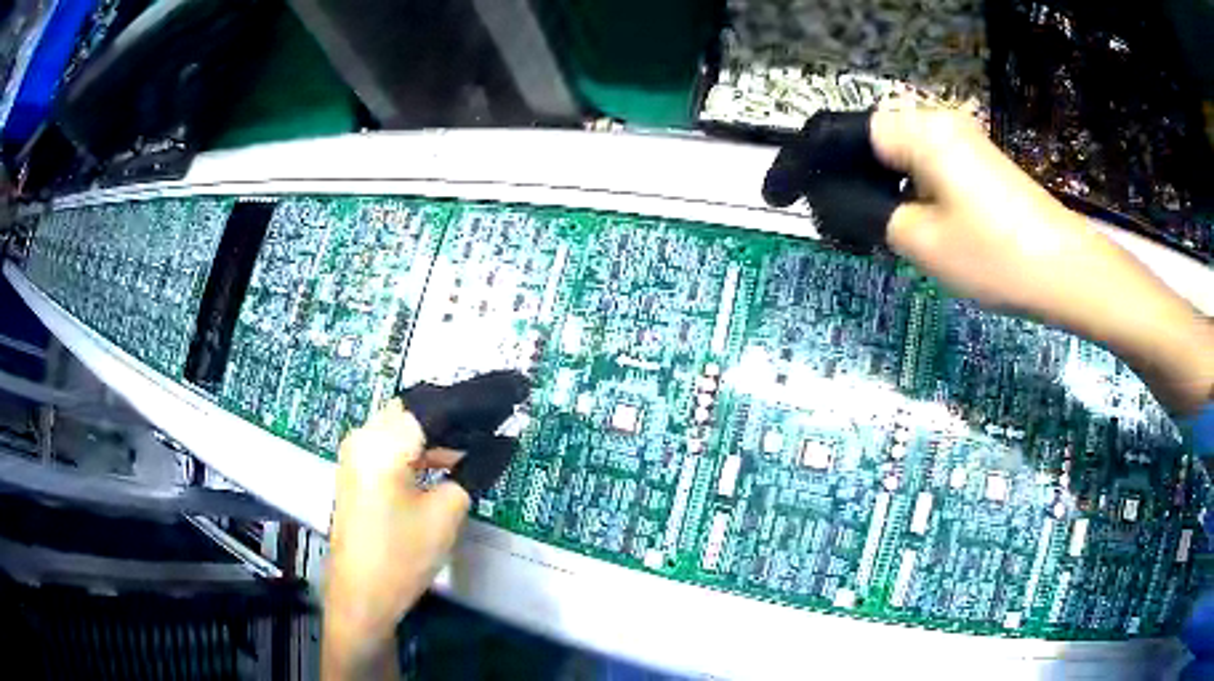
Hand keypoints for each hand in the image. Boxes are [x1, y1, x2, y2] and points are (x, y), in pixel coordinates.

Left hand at [322, 371, 530, 679]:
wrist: (361, 595)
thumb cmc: (402, 556)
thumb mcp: (446, 513)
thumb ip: (475, 469)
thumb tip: (503, 444)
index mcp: (382, 442)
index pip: (437, 406)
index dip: (478, 399)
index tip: (512, 393)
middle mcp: (364, 436)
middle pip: (419, 408)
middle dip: (460, 412)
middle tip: (500, 415)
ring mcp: (357, 453)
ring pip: (407, 425)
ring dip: (443, 431)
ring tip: (485, 437)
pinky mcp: (359, 470)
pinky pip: (396, 444)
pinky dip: (424, 447)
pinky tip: (454, 458)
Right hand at [764, 107, 1213, 414]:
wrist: (1068, 272)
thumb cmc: (997, 257)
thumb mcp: (919, 240)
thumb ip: (861, 211)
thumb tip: (824, 197)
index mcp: (914, 131)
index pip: (835, 133)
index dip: (797, 164)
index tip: (775, 199)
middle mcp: (931, 124)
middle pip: (861, 143)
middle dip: (833, 183)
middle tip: (825, 232)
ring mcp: (955, 145)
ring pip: (889, 161)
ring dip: (865, 195)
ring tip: (858, 241)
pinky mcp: (970, 167)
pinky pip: (916, 173)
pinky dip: (895, 199)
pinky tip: (896, 232)